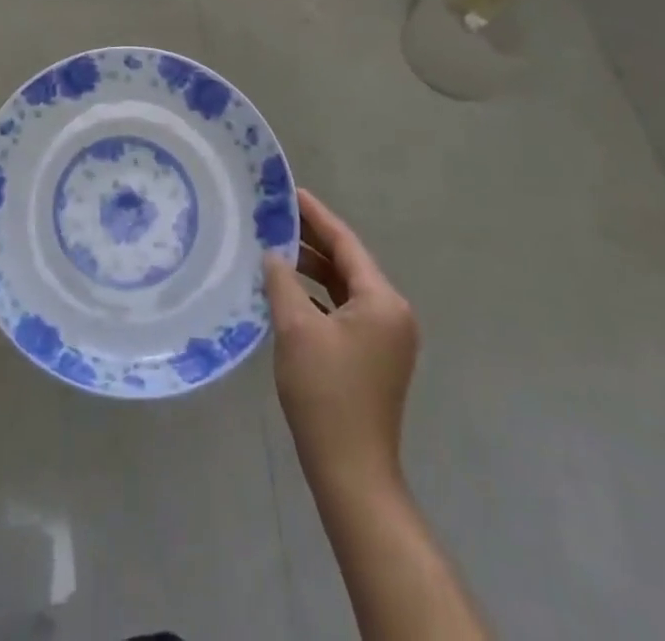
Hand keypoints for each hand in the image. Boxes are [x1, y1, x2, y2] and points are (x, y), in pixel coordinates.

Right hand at [263, 189, 420, 493]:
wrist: (351, 472)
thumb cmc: (326, 393)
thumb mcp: (296, 329)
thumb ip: (283, 282)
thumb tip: (273, 254)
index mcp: (382, 301)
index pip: (345, 244)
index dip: (316, 216)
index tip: (290, 192)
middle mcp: (391, 313)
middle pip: (347, 263)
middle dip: (311, 241)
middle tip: (274, 218)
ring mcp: (385, 338)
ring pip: (344, 288)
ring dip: (312, 270)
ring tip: (274, 250)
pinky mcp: (372, 357)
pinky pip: (343, 311)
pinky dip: (317, 298)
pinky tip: (287, 292)